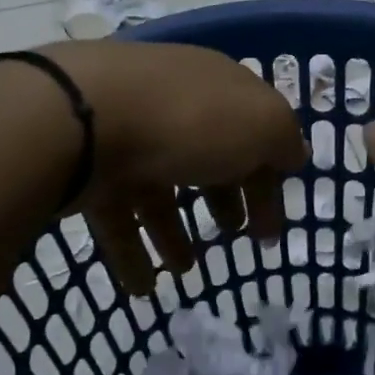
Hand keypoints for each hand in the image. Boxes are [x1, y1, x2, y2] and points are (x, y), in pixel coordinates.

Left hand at [42, 41, 306, 294]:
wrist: (80, 118)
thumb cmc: (188, 120)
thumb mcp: (262, 124)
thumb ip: (284, 140)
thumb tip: (293, 156)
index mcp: (217, 88)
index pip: (252, 132)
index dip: (268, 180)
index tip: (272, 228)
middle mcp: (172, 105)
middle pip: (205, 157)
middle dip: (223, 197)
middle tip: (234, 234)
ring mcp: (125, 134)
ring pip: (158, 188)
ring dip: (174, 231)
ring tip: (184, 269)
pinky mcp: (86, 167)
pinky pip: (116, 213)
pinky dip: (131, 251)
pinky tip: (142, 287)